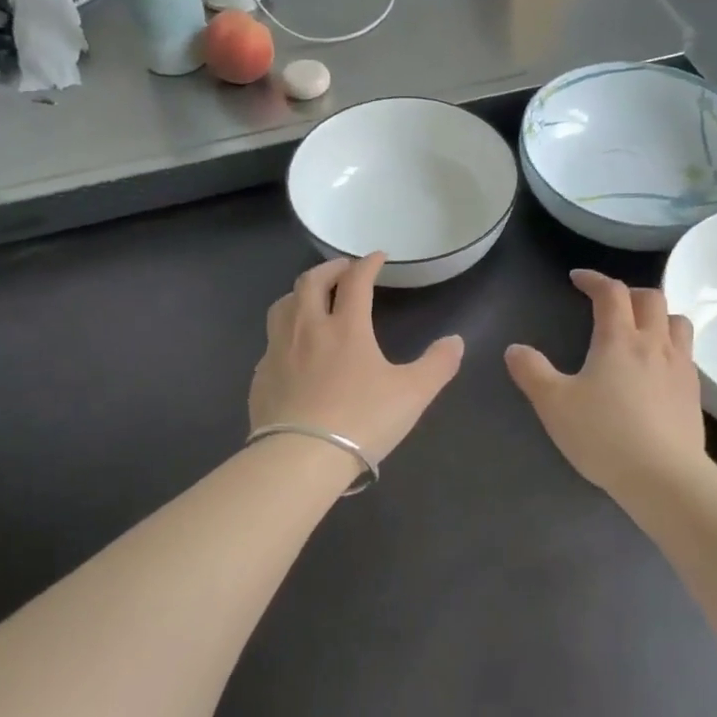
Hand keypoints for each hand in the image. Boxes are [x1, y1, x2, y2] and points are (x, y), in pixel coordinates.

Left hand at [250, 254, 464, 465]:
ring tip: (311, 299)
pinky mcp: (260, 378)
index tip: (377, 257)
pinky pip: (270, 343)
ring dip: (299, 294)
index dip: (368, 264)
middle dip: (329, 269)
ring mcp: (278, 352)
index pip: (356, 281)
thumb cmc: (361, 420)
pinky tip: (291, 350)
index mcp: (346, 327)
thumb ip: (438, 364)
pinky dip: (283, 333)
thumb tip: (455, 341)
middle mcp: (307, 329)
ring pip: (282, 306)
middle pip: (310, 283)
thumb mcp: (413, 394)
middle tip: (342, 270)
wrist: (300, 459)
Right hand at [506, 269, 706, 497]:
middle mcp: (654, 344)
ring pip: (677, 322)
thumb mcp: (554, 404)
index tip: (578, 278)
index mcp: (619, 339)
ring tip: (641, 329)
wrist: (665, 477)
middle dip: (629, 292)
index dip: (594, 279)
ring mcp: (680, 367)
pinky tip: (657, 369)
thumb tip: (515, 349)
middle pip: (651, 298)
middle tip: (609, 303)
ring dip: (658, 315)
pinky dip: (670, 346)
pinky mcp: (694, 393)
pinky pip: (686, 353)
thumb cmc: (604, 435)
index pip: (611, 292)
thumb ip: (531, 372)